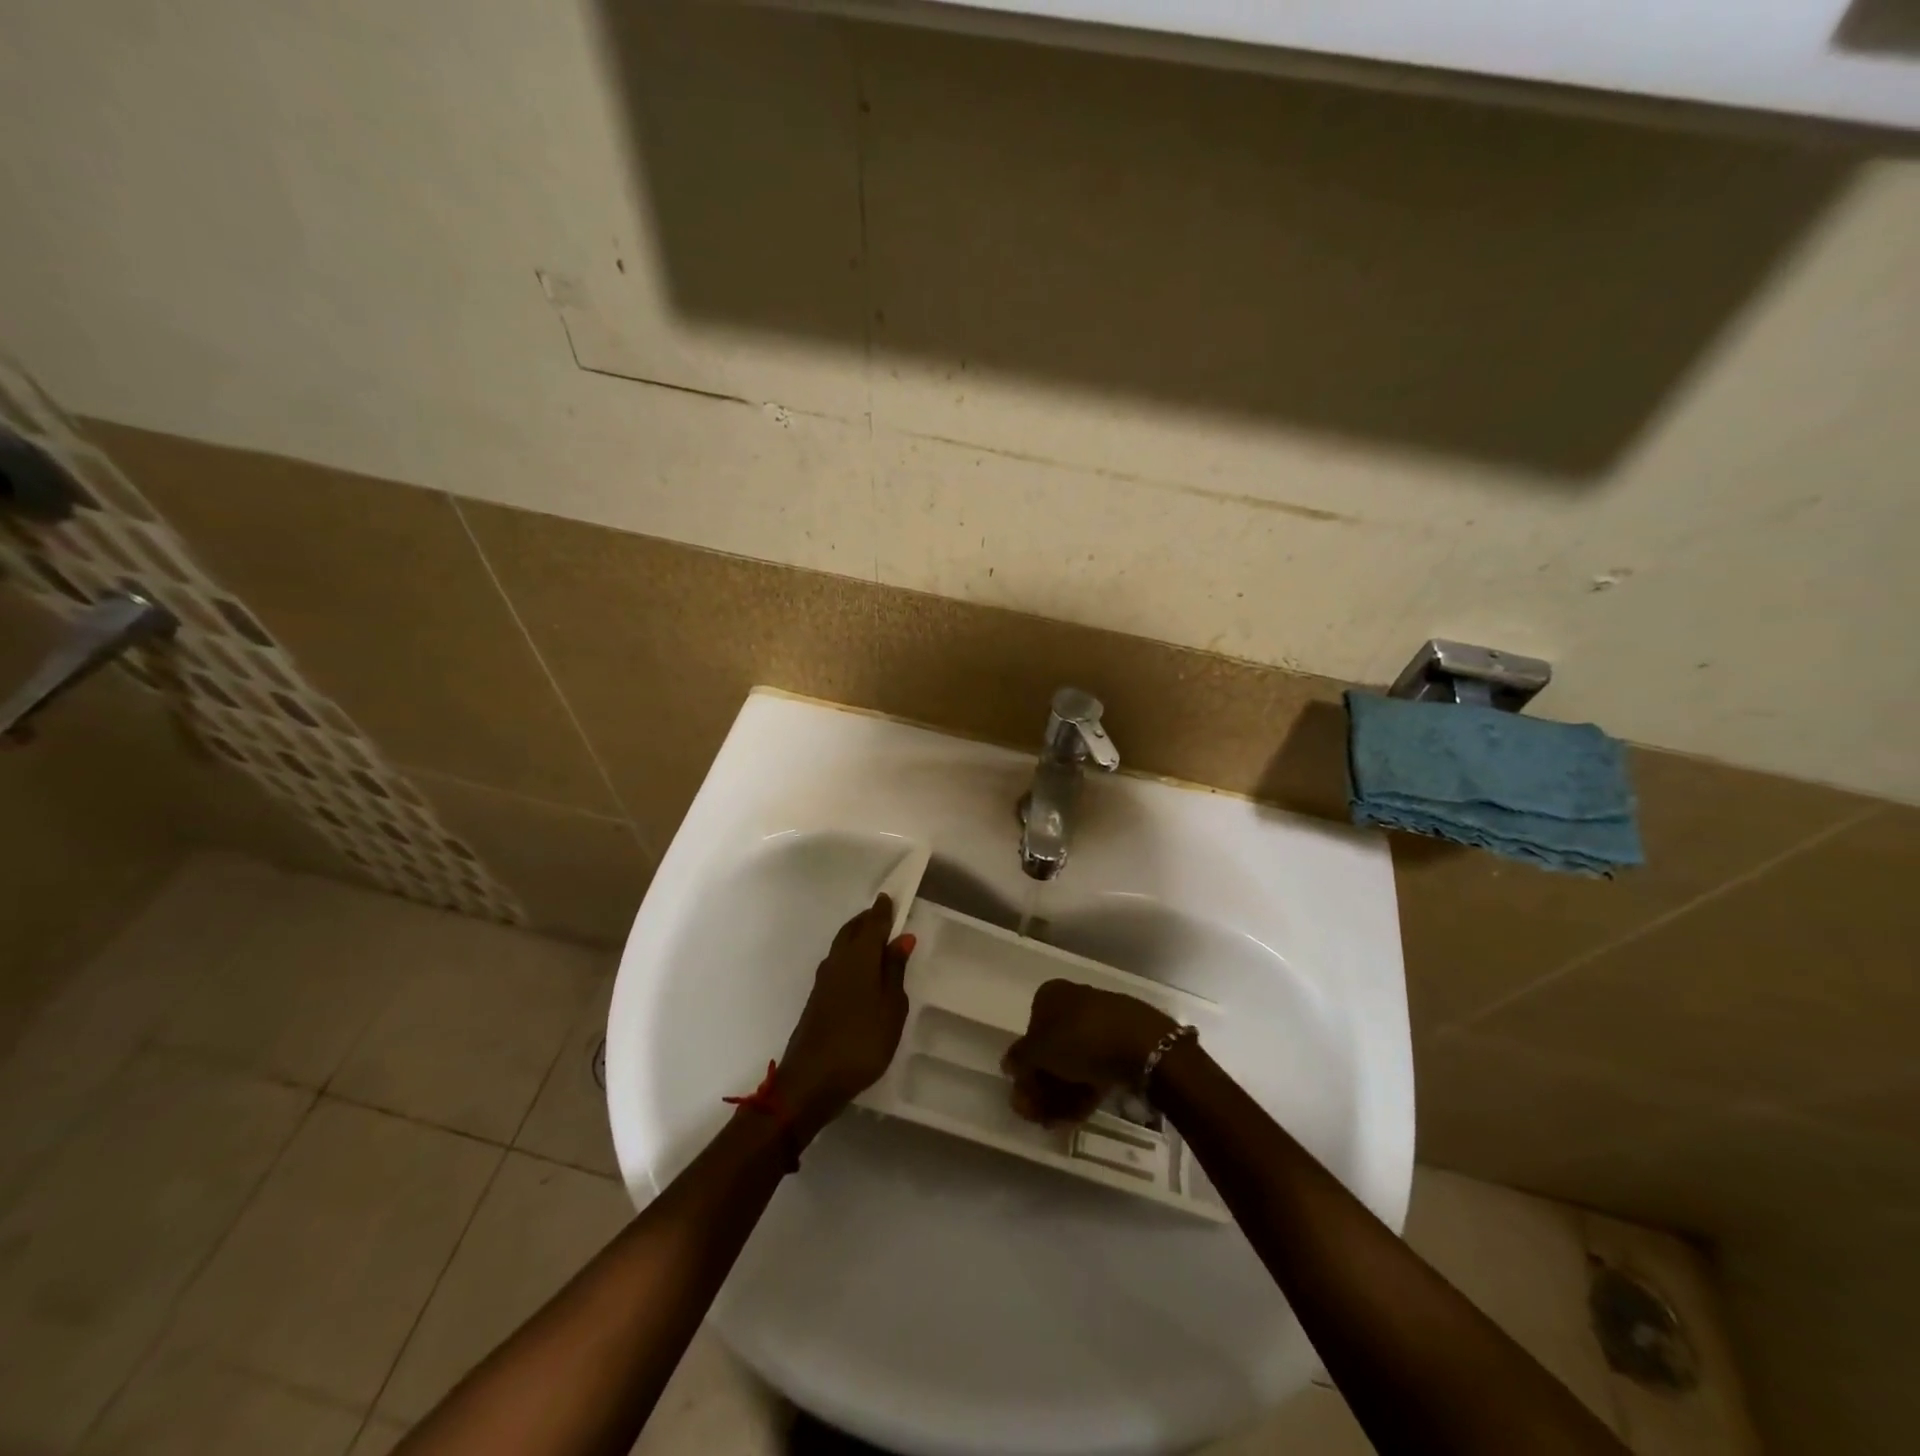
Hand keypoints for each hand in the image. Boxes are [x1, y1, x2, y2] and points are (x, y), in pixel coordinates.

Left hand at [779, 894, 914, 1140]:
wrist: (811, 1081)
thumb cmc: (861, 1042)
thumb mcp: (891, 1008)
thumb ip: (895, 971)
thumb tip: (901, 938)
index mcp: (858, 957)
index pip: (872, 923)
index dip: (883, 910)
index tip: (892, 897)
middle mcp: (837, 961)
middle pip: (852, 930)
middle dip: (867, 920)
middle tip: (885, 916)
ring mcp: (824, 980)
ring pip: (842, 946)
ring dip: (857, 937)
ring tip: (877, 940)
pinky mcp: (818, 998)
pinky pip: (837, 963)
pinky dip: (850, 956)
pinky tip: (861, 970)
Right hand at [1003, 979, 1176, 1125]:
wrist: (1143, 1044)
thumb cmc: (1081, 1038)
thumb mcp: (1040, 1050)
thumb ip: (1020, 1059)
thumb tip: (1008, 1064)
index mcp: (1052, 995)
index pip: (1030, 1029)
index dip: (1025, 1065)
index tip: (1023, 1094)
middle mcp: (1075, 1004)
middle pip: (1052, 1049)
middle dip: (1042, 1086)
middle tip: (1037, 1116)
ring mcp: (1100, 1024)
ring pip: (1073, 1062)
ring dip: (1059, 1094)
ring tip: (1055, 1123)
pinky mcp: (1122, 1045)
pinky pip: (1095, 1069)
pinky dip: (1083, 1092)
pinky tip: (1077, 1117)